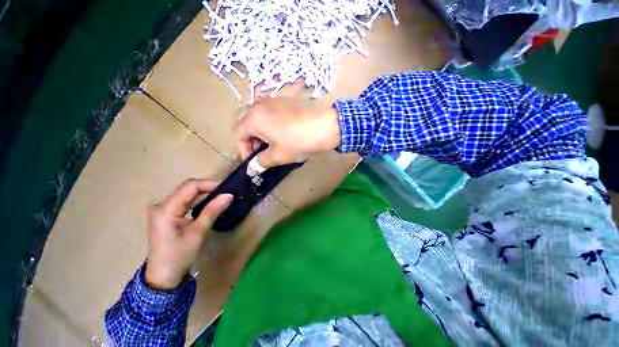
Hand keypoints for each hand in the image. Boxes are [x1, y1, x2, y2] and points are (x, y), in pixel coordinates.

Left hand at [145, 179, 232, 289]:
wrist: (164, 276)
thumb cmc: (179, 256)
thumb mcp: (198, 233)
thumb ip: (212, 211)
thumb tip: (229, 195)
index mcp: (166, 209)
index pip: (190, 187)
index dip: (209, 184)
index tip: (227, 188)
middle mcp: (162, 205)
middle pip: (188, 188)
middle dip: (209, 189)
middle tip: (227, 193)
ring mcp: (164, 209)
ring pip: (188, 194)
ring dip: (206, 194)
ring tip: (222, 197)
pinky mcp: (169, 214)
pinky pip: (187, 202)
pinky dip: (200, 201)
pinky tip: (211, 204)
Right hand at [236, 97, 340, 170]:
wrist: (326, 125)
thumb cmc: (299, 142)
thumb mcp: (278, 155)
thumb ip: (260, 162)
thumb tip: (251, 170)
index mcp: (254, 117)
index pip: (239, 134)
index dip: (243, 150)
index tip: (254, 161)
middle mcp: (260, 104)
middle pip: (248, 125)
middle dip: (253, 142)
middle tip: (265, 154)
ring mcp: (274, 100)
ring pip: (260, 119)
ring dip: (263, 134)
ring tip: (276, 145)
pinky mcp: (286, 100)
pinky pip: (272, 114)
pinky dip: (272, 125)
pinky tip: (284, 134)